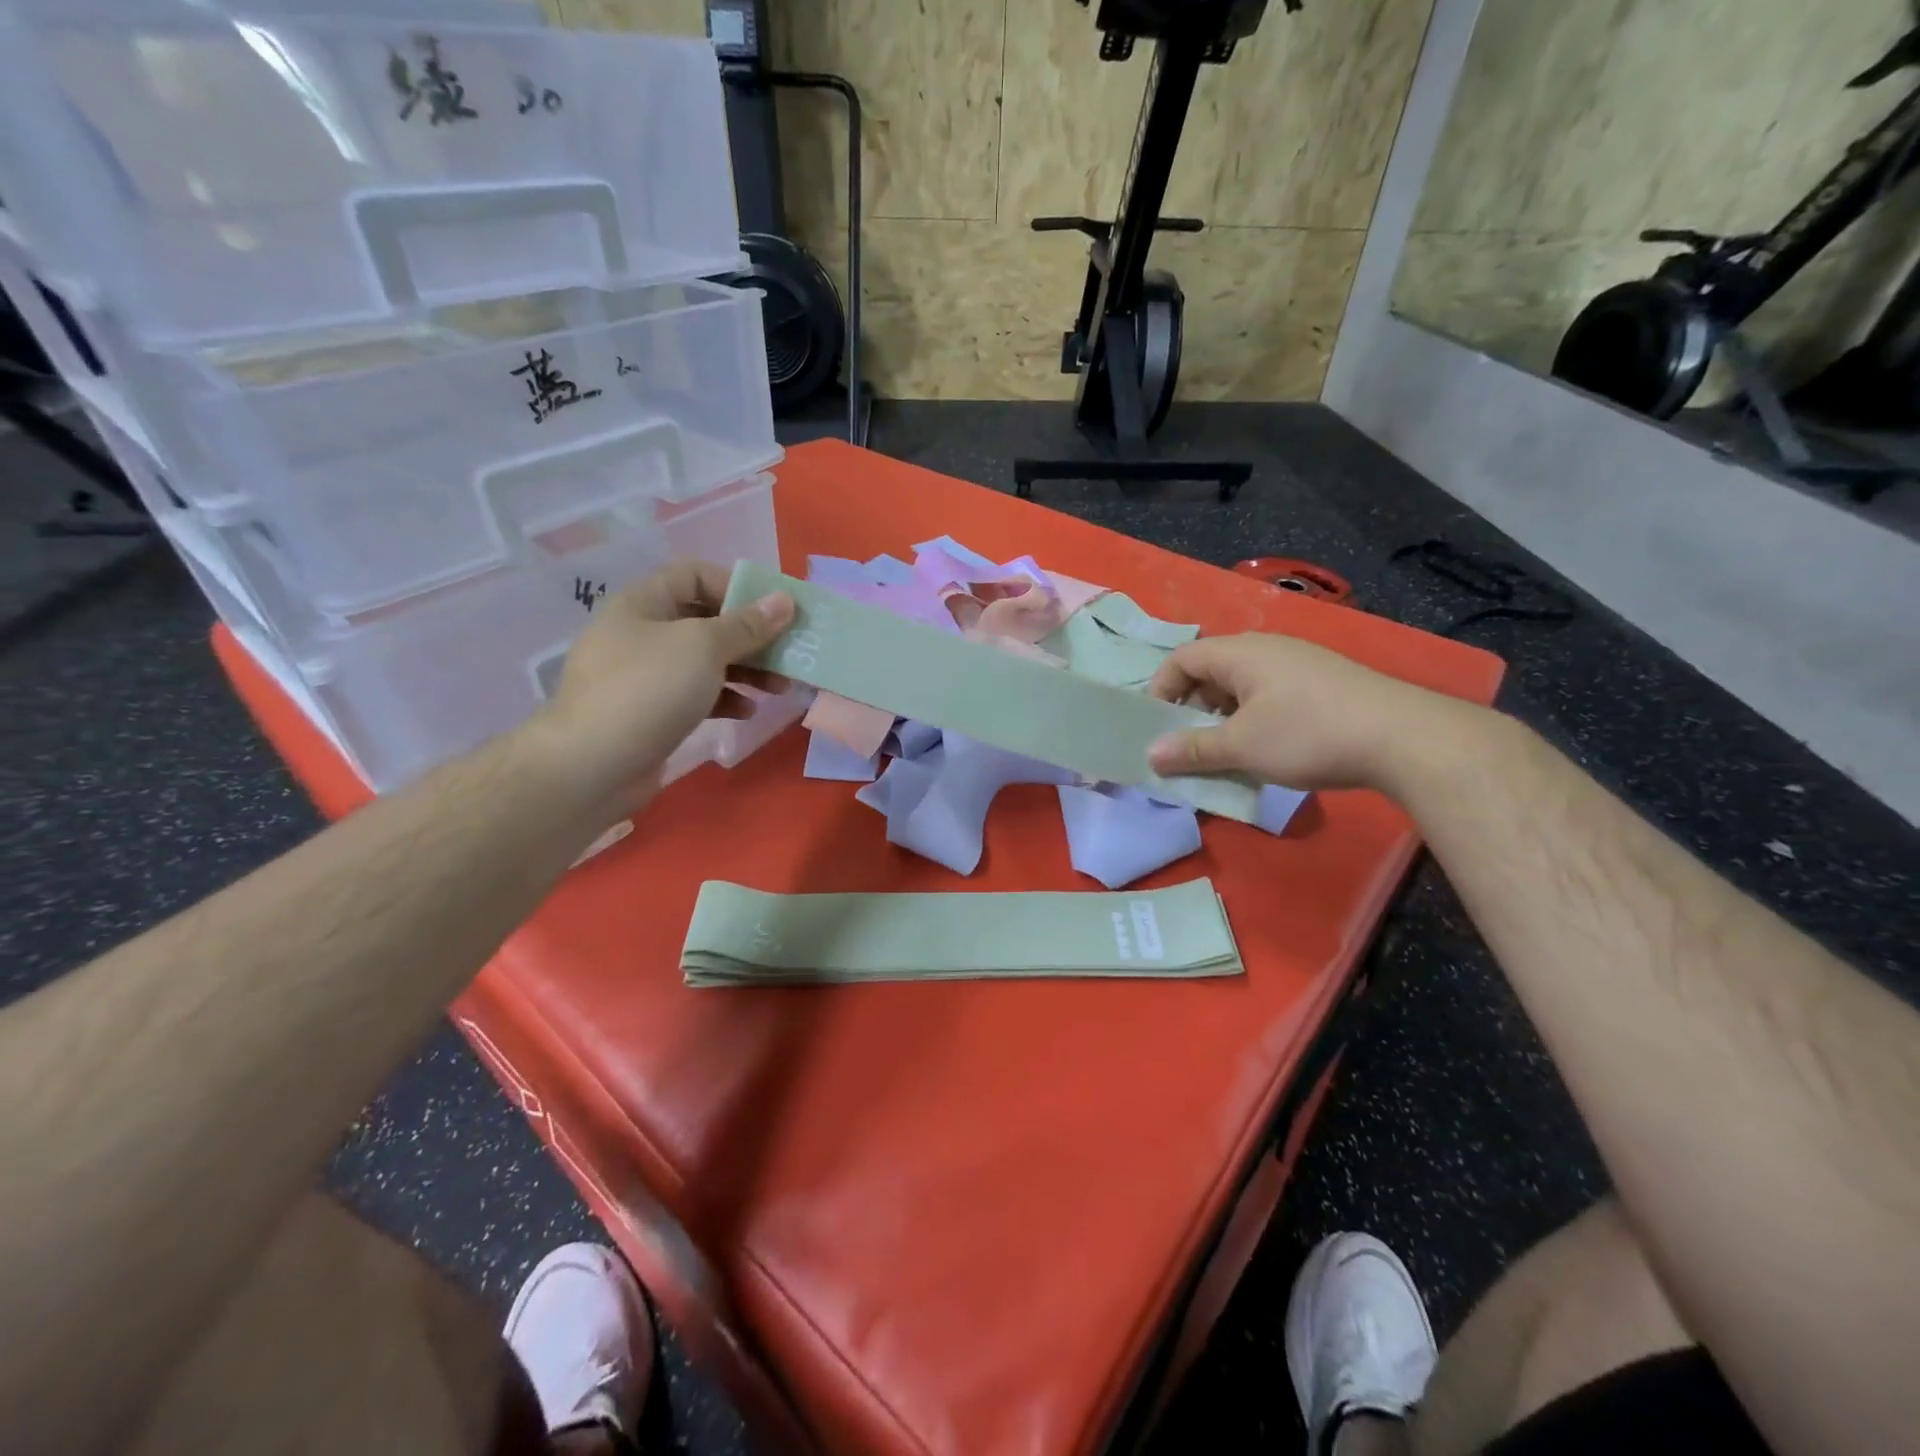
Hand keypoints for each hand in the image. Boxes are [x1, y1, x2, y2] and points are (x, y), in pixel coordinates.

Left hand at [529, 560, 793, 816]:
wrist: (592, 766)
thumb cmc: (649, 690)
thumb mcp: (703, 647)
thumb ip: (747, 624)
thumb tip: (785, 600)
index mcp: (643, 604)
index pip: (695, 576)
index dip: (737, 587)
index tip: (775, 610)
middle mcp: (642, 633)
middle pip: (706, 621)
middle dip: (751, 636)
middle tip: (789, 652)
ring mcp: (645, 676)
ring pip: (706, 661)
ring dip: (747, 669)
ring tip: (780, 686)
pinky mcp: (652, 712)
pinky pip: (697, 695)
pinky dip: (725, 698)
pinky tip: (748, 711)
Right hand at [1145, 633, 1474, 791]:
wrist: (1403, 738)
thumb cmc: (1308, 734)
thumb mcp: (1241, 747)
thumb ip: (1192, 749)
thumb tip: (1151, 755)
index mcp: (1240, 653)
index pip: (1181, 659)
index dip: (1161, 691)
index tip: (1160, 730)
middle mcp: (1267, 648)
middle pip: (1211, 671)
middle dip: (1193, 709)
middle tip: (1192, 746)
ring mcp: (1300, 663)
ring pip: (1242, 686)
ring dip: (1225, 718)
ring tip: (1230, 753)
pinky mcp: (1324, 682)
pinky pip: (1271, 694)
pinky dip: (1255, 719)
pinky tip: (1270, 750)